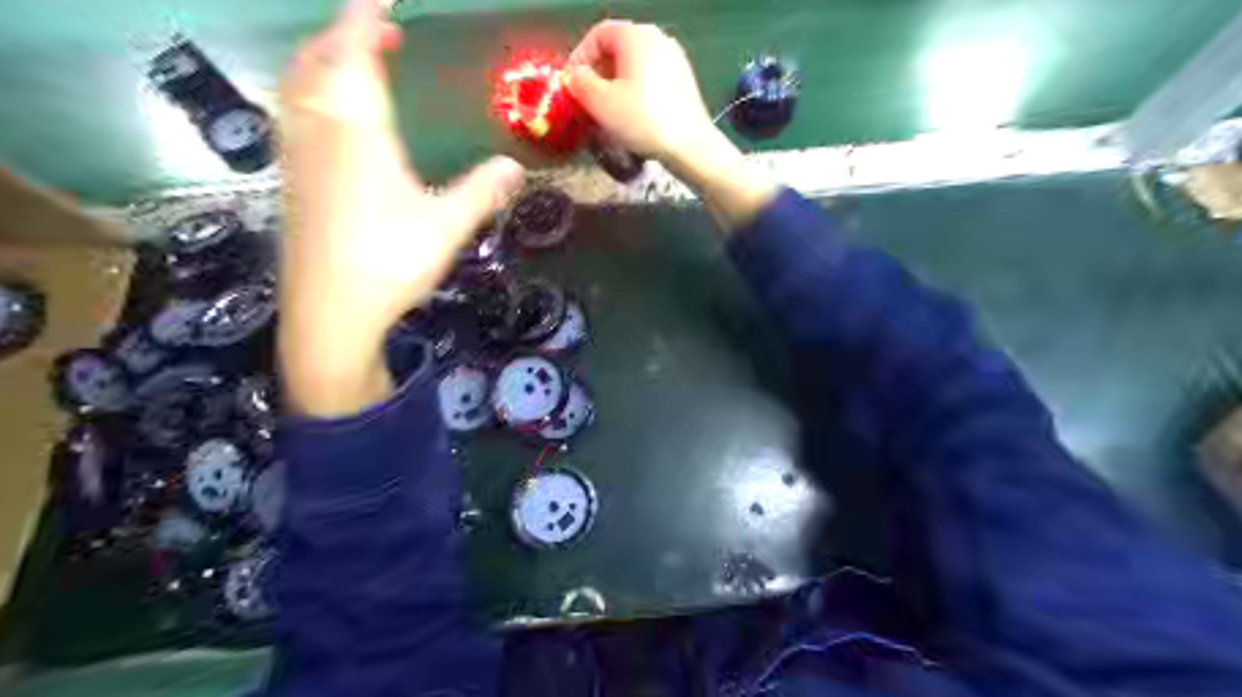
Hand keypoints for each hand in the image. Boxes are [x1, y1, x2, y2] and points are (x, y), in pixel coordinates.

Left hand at [280, 0, 521, 415]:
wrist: (330, 312)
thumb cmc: (390, 263)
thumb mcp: (447, 227)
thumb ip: (482, 192)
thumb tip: (517, 168)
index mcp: (357, 133)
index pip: (353, 55)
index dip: (364, 20)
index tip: (382, 1)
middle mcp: (319, 133)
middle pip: (317, 62)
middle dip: (343, 36)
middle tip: (377, 33)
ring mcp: (298, 157)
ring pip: (298, 87)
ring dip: (322, 61)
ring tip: (352, 65)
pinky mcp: (291, 182)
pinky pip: (294, 115)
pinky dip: (311, 94)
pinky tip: (331, 118)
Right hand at [567, 18, 774, 228]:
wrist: (689, 145)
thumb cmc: (641, 120)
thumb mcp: (600, 102)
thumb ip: (580, 83)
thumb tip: (576, 75)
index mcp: (635, 35)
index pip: (598, 34)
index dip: (580, 57)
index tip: (571, 84)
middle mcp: (657, 38)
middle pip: (618, 48)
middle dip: (598, 73)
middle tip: (586, 99)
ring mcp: (675, 58)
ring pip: (635, 65)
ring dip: (616, 84)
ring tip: (607, 111)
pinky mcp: (684, 81)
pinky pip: (651, 78)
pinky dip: (636, 91)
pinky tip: (632, 116)